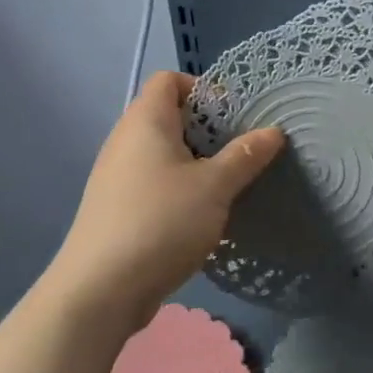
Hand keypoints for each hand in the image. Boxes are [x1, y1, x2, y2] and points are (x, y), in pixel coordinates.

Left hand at [44, 72, 283, 330]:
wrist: (99, 292)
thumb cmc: (161, 222)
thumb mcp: (214, 187)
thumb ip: (245, 156)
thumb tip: (273, 131)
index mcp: (146, 121)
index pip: (169, 80)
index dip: (202, 89)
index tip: (232, 116)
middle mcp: (125, 140)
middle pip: (168, 115)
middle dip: (206, 130)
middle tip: (239, 152)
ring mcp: (116, 176)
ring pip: (162, 153)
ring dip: (195, 162)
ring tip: (226, 185)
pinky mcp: (115, 208)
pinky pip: (152, 182)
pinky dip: (177, 188)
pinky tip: (200, 216)